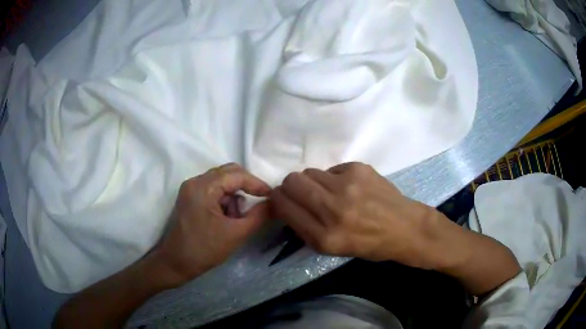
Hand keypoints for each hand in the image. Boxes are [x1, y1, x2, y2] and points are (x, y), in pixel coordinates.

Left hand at [153, 163, 270, 286]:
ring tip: (238, 217)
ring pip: (220, 181)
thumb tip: (274, 203)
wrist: (176, 263)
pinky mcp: (189, 198)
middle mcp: (195, 182)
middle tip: (259, 202)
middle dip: (246, 186)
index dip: (257, 184)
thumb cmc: (205, 249)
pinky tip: (226, 218)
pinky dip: (224, 200)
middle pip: (227, 173)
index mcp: (203, 187)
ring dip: (234, 195)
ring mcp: (190, 189)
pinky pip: (212, 190)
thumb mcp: (236, 234)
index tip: (272, 196)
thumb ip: (259, 216)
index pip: (236, 175)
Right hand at [269, 162, 445, 268]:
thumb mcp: (331, 249)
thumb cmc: (369, 244)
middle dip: (290, 187)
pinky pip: (331, 169)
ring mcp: (347, 186)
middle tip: (303, 193)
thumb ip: (305, 227)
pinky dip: (334, 178)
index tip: (282, 200)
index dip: (278, 200)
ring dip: (313, 182)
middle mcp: (332, 210)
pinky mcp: (358, 169)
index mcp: (323, 236)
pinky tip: (349, 187)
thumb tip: (285, 203)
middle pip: (292, 182)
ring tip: (330, 192)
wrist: (405, 227)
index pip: (283, 206)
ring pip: (309, 172)